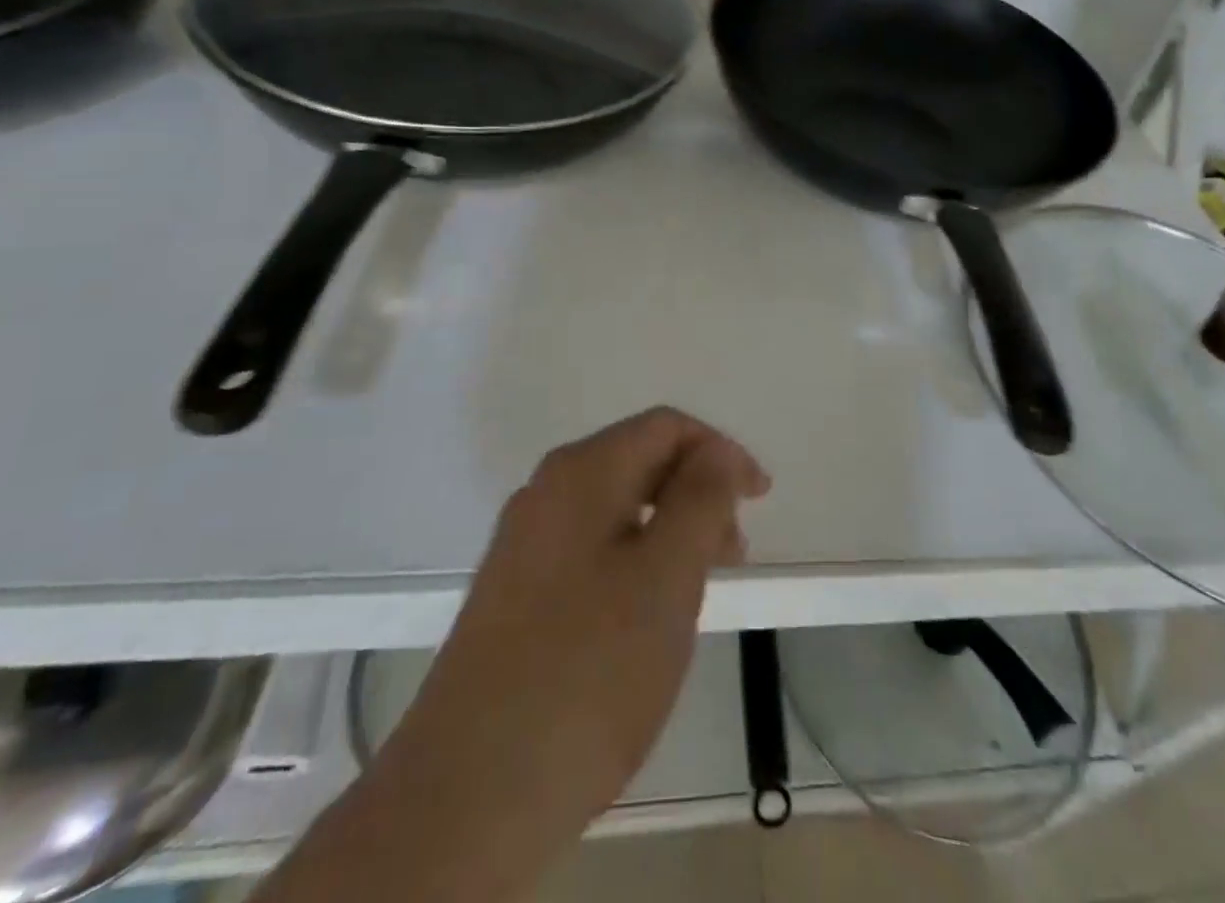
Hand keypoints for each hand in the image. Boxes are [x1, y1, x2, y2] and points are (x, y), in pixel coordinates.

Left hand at [369, 408, 768, 896]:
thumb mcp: (667, 577)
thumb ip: (702, 499)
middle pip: (638, 461)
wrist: (466, 798)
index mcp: (581, 473)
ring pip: (615, 508)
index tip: (758, 499)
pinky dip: (634, 561)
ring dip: (667, 529)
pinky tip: (645, 617)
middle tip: (733, 551)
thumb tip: (717, 452)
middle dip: (695, 491)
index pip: (665, 427)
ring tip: (697, 589)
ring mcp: (522, 545)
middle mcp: (545, 493)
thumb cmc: (588, 673)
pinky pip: (590, 550)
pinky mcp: (513, 594)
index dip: (720, 452)